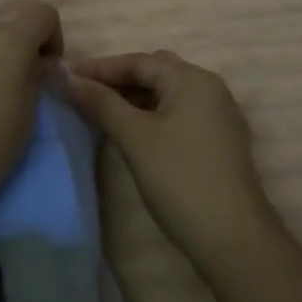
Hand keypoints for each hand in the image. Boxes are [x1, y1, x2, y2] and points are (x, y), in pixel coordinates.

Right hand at [66, 50, 278, 275]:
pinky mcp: (217, 141)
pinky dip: (151, 114)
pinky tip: (130, 131)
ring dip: (134, 98)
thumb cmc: (181, 179)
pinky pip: (177, 113)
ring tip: (101, 112)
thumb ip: (101, 103)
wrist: (234, 241)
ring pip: (166, 94)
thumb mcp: (135, 137)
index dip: (100, 67)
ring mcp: (217, 116)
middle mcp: (209, 89)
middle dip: (118, 79)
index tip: (67, 78)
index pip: (139, 61)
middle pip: (155, 72)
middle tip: (84, 93)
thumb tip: (69, 79)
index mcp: (192, 79)